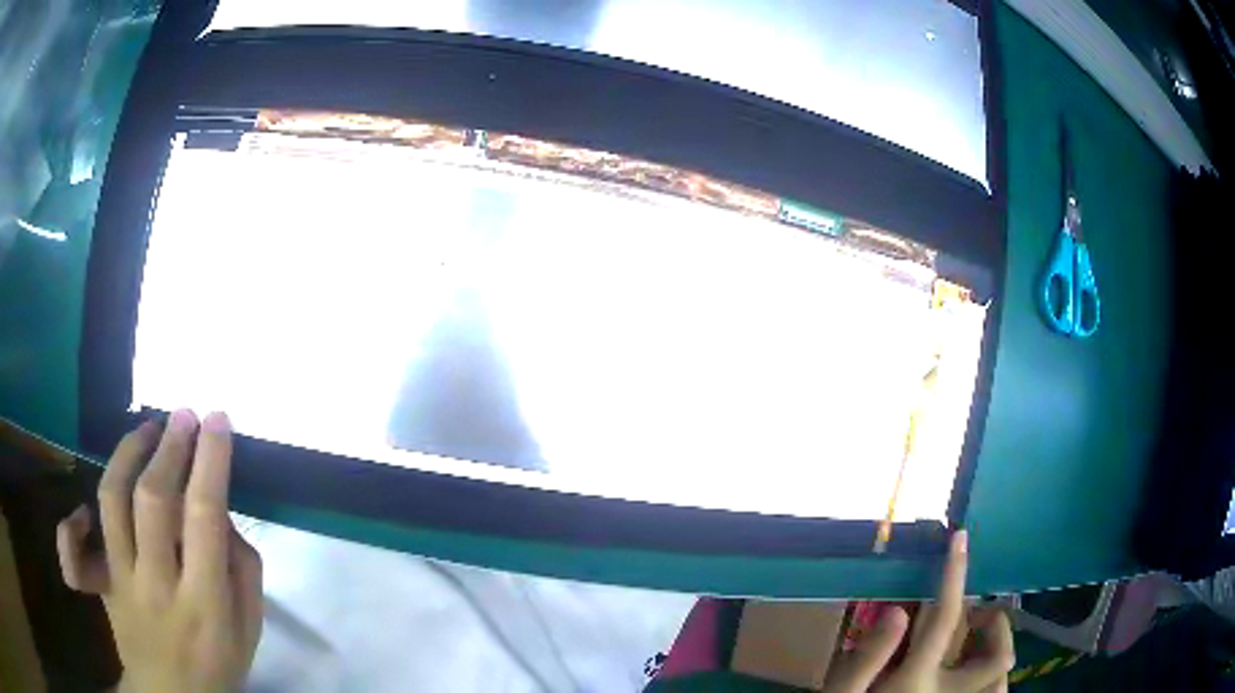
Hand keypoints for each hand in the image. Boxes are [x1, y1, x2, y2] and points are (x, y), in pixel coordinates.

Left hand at [56, 411, 261, 692]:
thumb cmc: (219, 666)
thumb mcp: (249, 631)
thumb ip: (243, 571)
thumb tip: (222, 514)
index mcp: (204, 603)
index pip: (203, 518)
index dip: (209, 461)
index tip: (216, 420)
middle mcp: (158, 586)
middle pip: (153, 500)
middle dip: (169, 447)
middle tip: (183, 414)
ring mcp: (122, 583)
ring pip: (112, 501)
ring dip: (127, 453)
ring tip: (146, 429)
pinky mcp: (101, 585)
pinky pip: (74, 549)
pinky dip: (72, 522)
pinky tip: (86, 506)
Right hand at [823, 531, 1013, 691]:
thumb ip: (868, 655)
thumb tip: (900, 610)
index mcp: (917, 681)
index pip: (944, 618)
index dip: (954, 573)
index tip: (960, 538)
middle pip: (998, 658)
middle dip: (996, 627)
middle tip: (974, 621)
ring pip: (1002, 683)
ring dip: (996, 656)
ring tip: (974, 651)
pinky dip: (992, 683)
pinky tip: (970, 678)